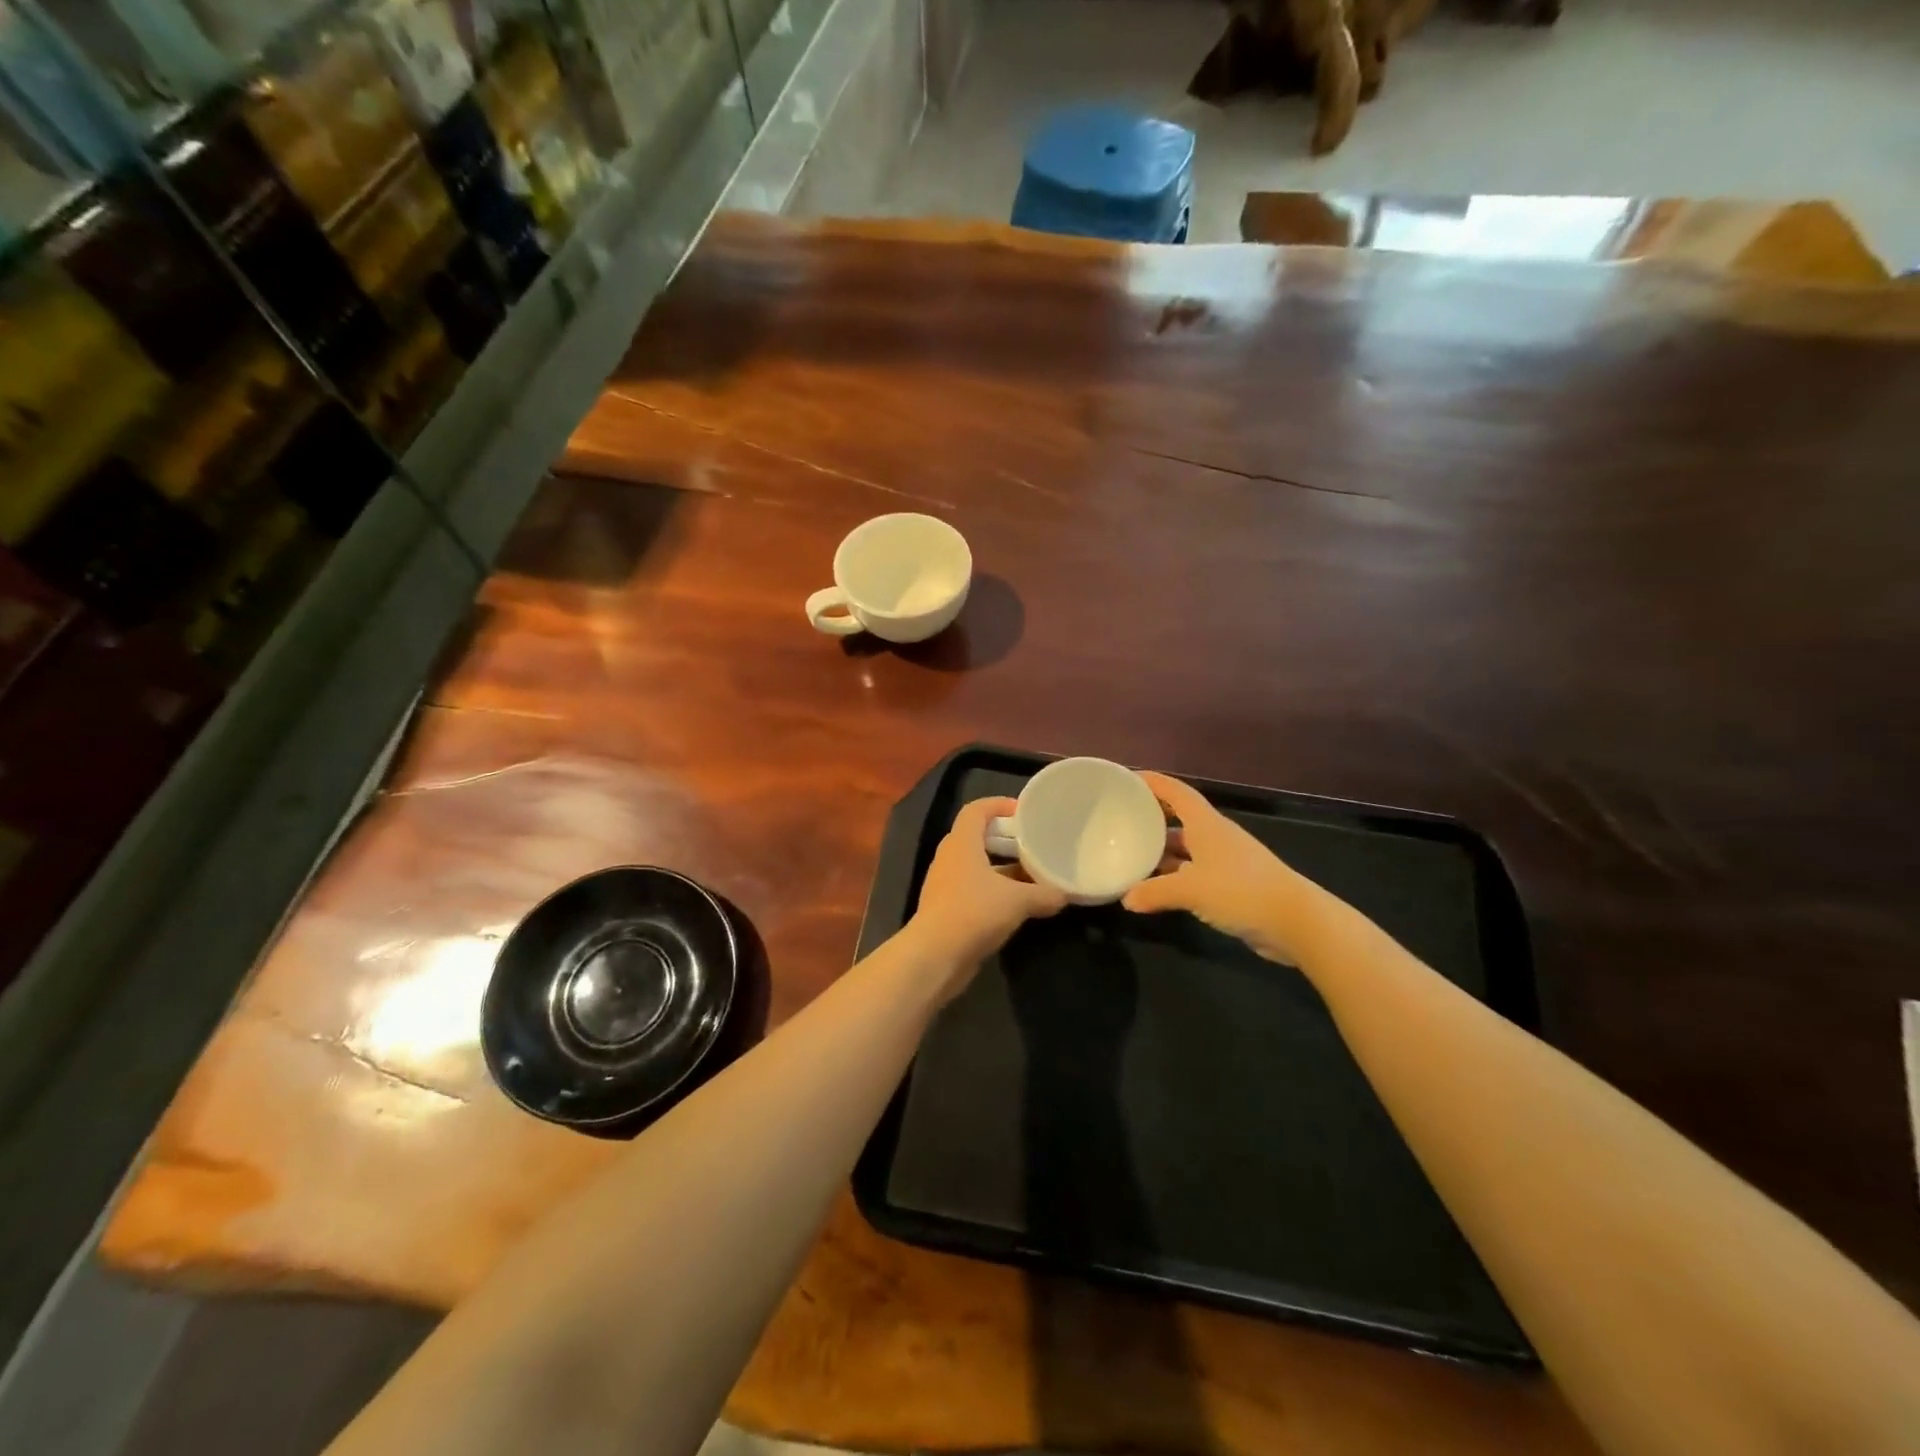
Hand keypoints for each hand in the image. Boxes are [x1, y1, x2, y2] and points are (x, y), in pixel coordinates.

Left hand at [908, 797, 1066, 981]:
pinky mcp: (946, 909)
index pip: (976, 810)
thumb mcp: (1017, 901)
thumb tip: (1065, 895)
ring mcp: (945, 884)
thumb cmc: (974, 912)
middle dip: (1004, 839)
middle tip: (1032, 844)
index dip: (998, 804)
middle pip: (977, 837)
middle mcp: (950, 858)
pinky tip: (1016, 905)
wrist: (935, 956)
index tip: (1023, 811)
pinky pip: (973, 889)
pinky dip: (994, 891)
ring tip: (1031, 875)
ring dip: (1001, 868)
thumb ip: (1043, 894)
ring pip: (976, 866)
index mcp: (961, 843)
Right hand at [1122, 771, 1332, 965]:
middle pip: (1178, 819)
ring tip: (1130, 855)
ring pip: (1184, 848)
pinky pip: (1193, 872)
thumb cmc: (1241, 891)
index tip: (1126, 779)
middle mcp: (1214, 836)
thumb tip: (1126, 899)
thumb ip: (1154, 892)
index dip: (1153, 782)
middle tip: (1120, 821)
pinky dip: (1173, 877)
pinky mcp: (1230, 885)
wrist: (1296, 922)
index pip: (1176, 792)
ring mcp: (1224, 861)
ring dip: (1161, 851)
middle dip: (1151, 818)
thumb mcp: (1190, 890)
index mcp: (1206, 824)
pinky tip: (1155, 888)